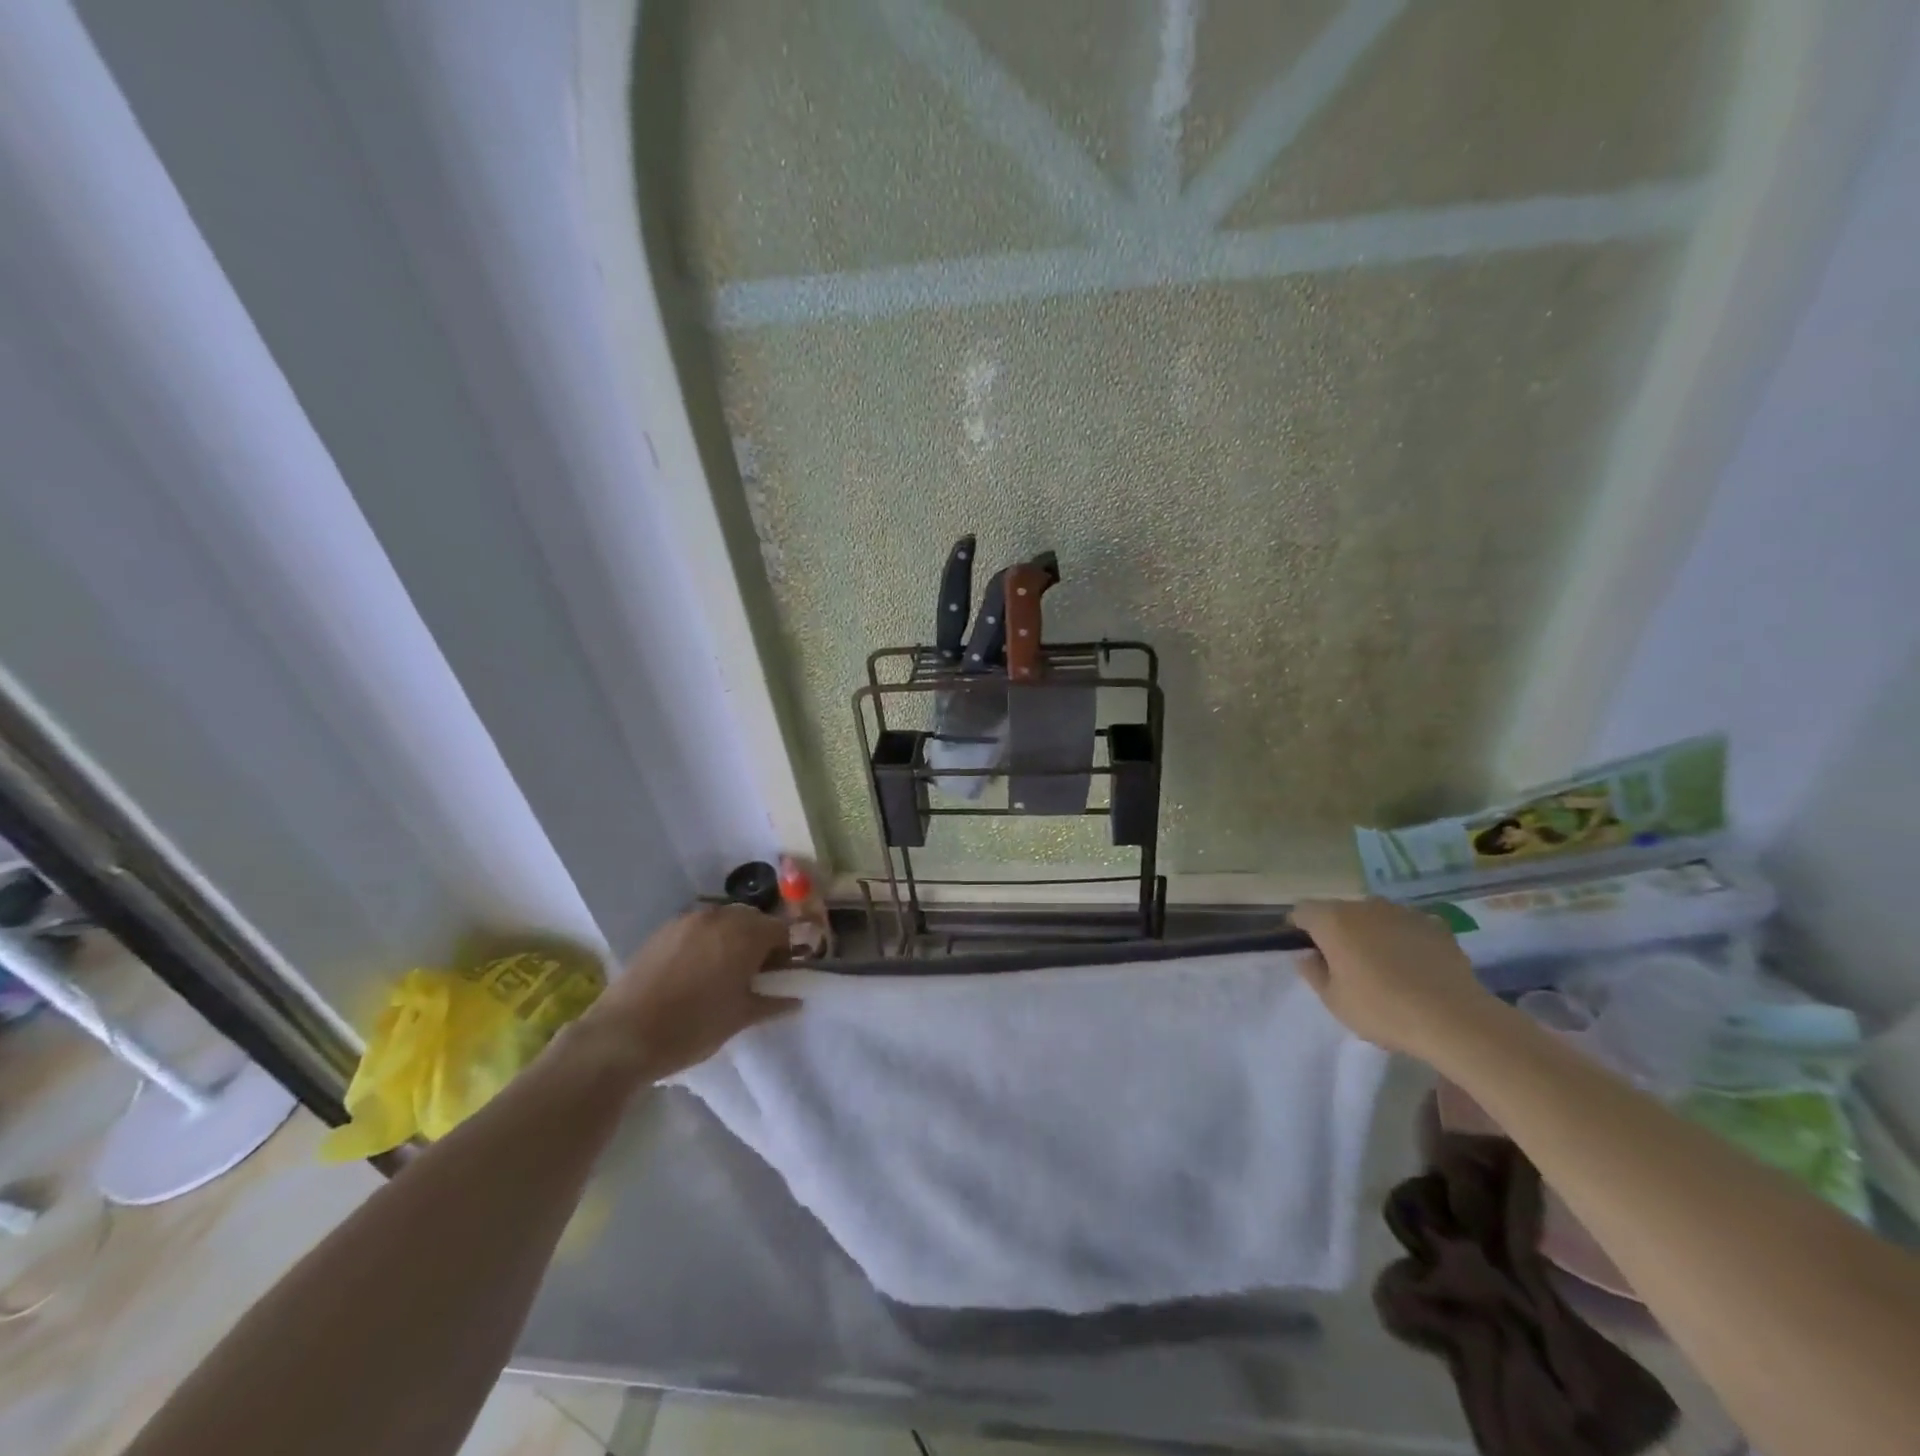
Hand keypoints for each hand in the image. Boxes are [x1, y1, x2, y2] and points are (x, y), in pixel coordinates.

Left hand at [580, 904, 796, 1079]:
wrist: (623, 1036)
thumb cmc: (692, 1027)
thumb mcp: (740, 1018)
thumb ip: (772, 1003)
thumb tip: (796, 1000)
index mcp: (745, 935)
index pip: (780, 929)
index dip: (786, 950)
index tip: (781, 973)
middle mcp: (719, 917)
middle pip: (752, 920)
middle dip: (759, 940)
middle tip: (755, 972)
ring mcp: (687, 920)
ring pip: (723, 921)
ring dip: (732, 938)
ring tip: (724, 970)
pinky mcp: (662, 931)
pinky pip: (696, 927)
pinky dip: (705, 940)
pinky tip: (696, 969)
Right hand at [1289, 897, 1492, 1057]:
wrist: (1455, 1020)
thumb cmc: (1383, 1010)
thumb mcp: (1334, 1001)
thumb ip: (1313, 972)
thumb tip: (1309, 955)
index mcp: (1333, 920)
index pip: (1302, 911)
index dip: (1298, 928)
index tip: (1306, 951)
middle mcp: (1364, 906)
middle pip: (1339, 911)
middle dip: (1337, 931)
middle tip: (1345, 963)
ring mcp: (1402, 912)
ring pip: (1374, 916)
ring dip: (1370, 932)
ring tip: (1383, 965)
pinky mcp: (1435, 925)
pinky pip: (1407, 926)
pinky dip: (1403, 938)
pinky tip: (1414, 965)